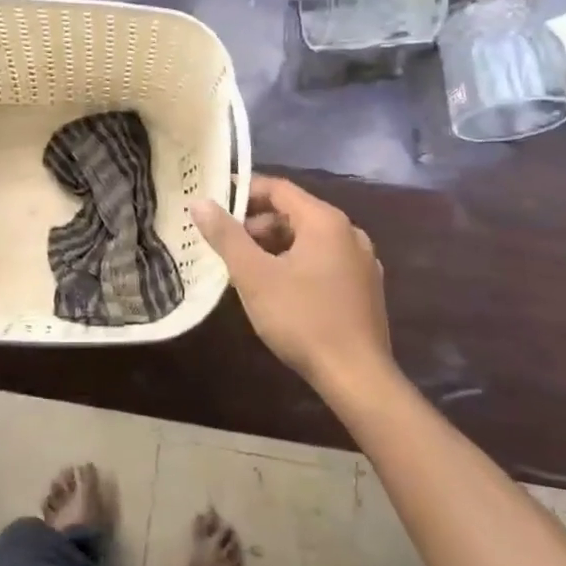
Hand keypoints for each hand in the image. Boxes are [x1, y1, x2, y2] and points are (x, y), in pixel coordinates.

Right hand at [191, 175, 394, 386]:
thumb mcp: (254, 276)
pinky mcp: (365, 288)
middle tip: (226, 245)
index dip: (244, 192)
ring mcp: (362, 261)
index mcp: (325, 221)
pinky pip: (325, 261)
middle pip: (295, 213)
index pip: (279, 189)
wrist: (357, 377)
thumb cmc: (302, 319)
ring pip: (310, 239)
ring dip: (275, 246)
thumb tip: (200, 202)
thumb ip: (226, 236)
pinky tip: (279, 290)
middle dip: (257, 224)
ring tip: (247, 269)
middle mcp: (349, 232)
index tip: (215, 206)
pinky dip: (298, 263)